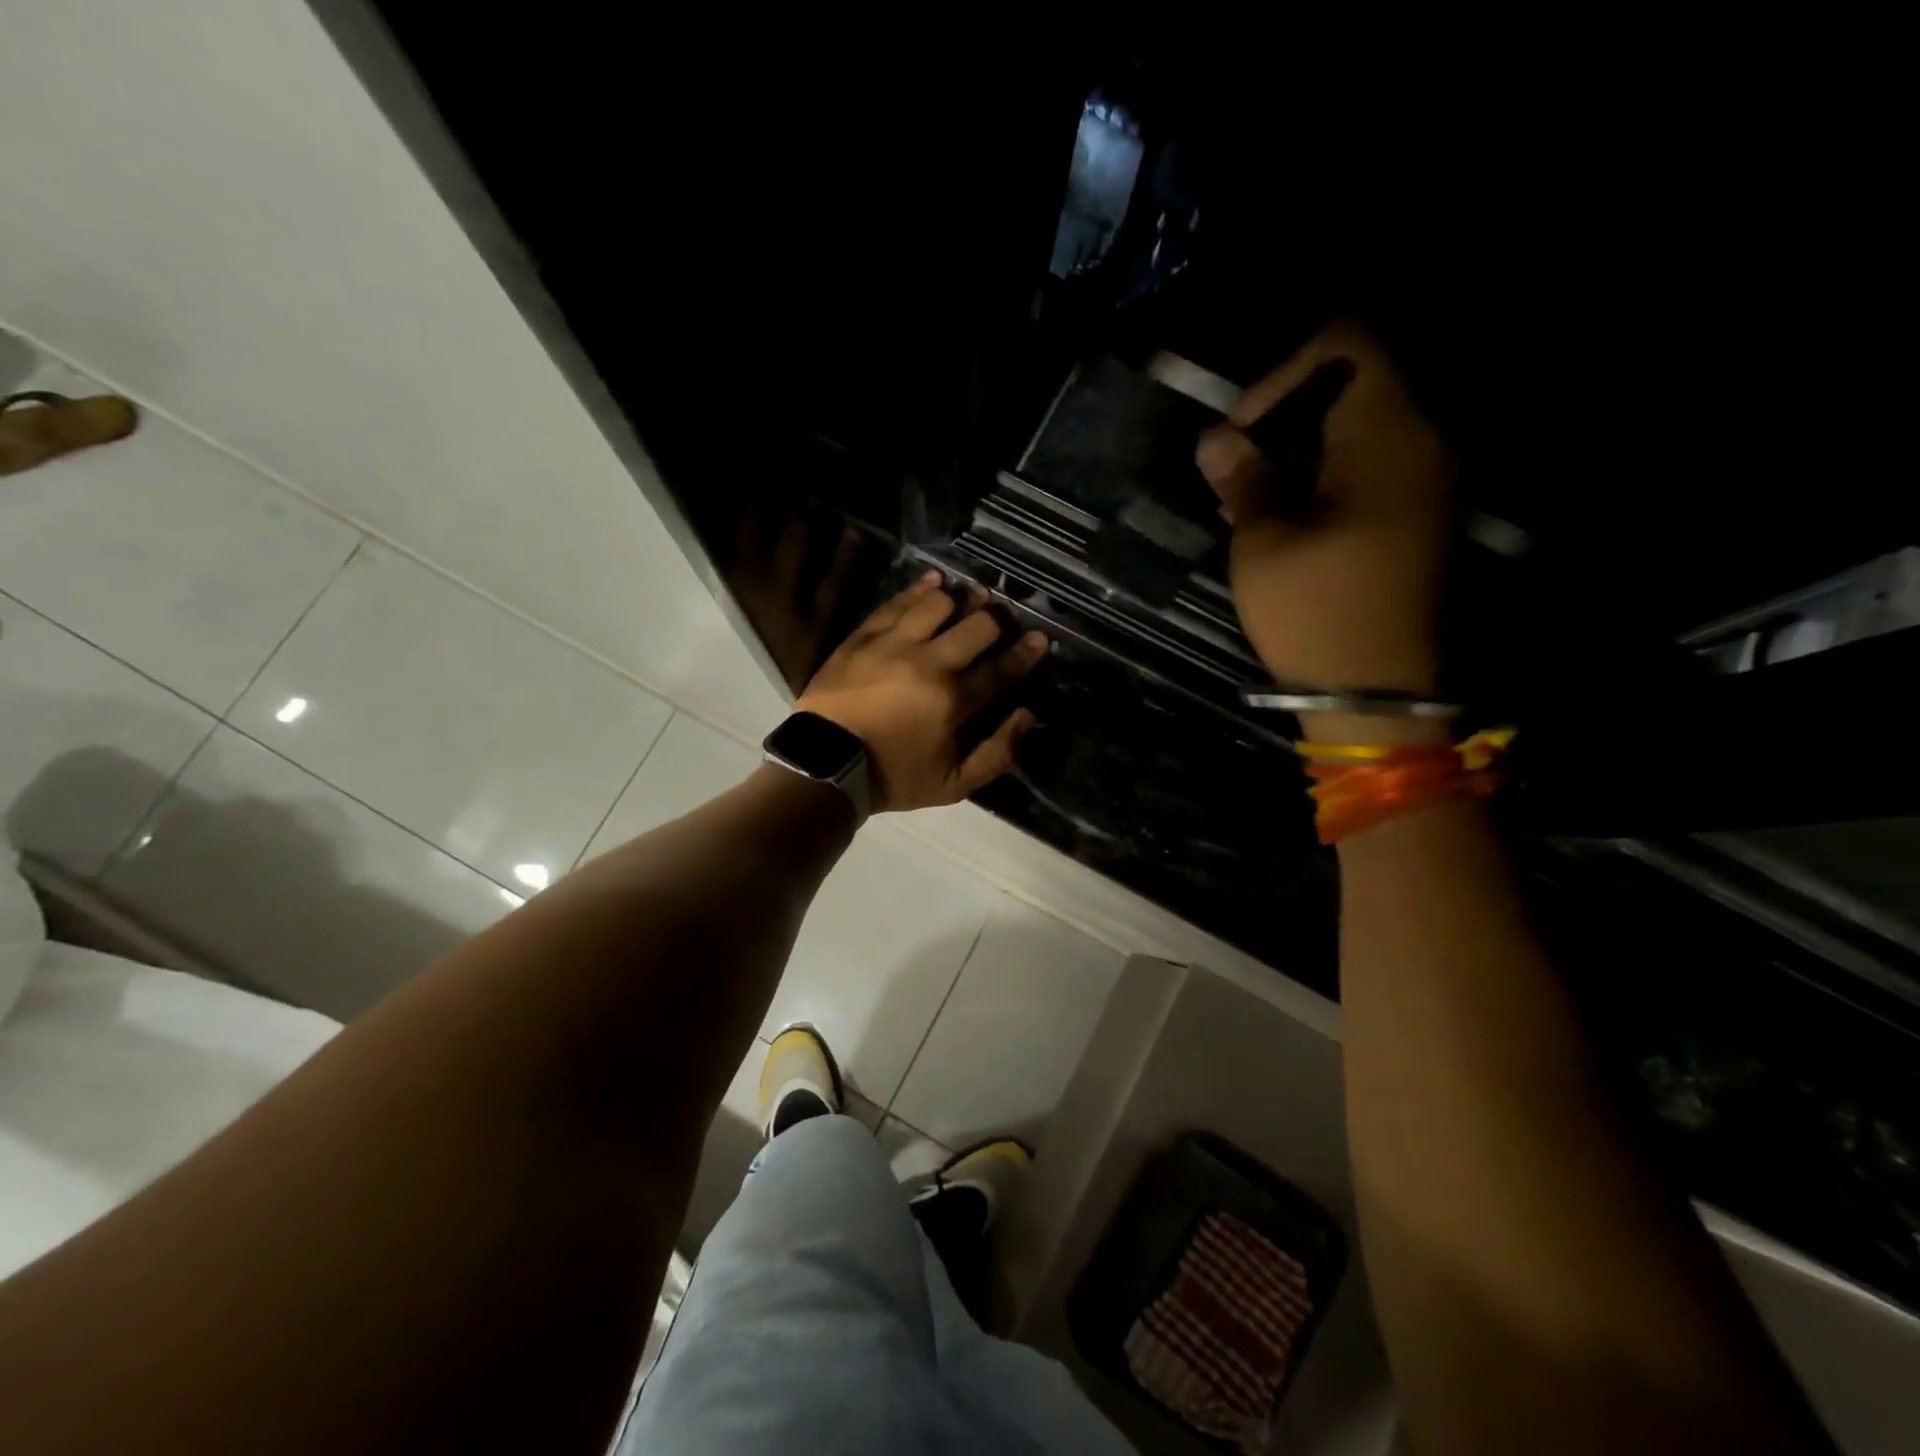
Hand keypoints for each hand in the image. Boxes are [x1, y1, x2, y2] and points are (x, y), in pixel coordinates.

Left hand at [795, 571, 1048, 811]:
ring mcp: (893, 644)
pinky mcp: (864, 636)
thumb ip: (996, 755)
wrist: (825, 766)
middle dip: (997, 619)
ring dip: (960, 599)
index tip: (1041, 638)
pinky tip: (934, 581)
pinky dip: (919, 589)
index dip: (1026, 653)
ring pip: (937, 604)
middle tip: (1002, 617)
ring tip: (969, 596)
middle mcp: (929, 663)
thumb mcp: (952, 786)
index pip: (1001, 669)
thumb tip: (1025, 716)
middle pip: (976, 626)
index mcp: (954, 701)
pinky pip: (897, 603)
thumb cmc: (893, 777)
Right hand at [1196, 323, 1451, 736]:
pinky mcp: (1416, 518)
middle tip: (1235, 469)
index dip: (1282, 374)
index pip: (1346, 348)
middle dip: (1282, 418)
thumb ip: (1243, 480)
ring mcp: (1425, 483)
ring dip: (1297, 452)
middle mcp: (1421, 444)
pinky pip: (1370, 469)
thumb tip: (1216, 438)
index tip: (1240, 430)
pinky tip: (1282, 521)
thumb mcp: (1263, 543)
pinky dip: (1323, 478)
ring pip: (1358, 432)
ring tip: (1248, 501)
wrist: (1376, 689)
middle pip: (1352, 388)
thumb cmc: (1314, 610)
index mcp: (1387, 436)